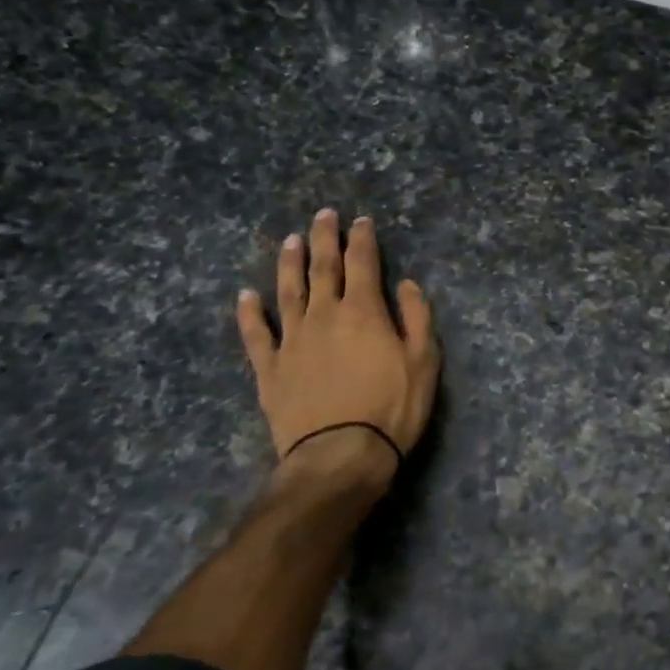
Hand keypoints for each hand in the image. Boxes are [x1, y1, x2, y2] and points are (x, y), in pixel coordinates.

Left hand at [236, 210, 439, 506]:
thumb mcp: (424, 362)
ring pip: (288, 292)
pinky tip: (246, 296)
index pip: (363, 263)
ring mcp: (292, 341)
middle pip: (323, 268)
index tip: (361, 220)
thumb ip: (417, 318)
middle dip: (324, 238)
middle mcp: (324, 315)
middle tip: (323, 214)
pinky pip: (256, 334)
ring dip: (289, 264)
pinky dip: (250, 313)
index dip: (362, 239)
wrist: (340, 454)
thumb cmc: (392, 408)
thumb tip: (407, 284)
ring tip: (289, 240)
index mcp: (363, 311)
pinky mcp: (269, 369)